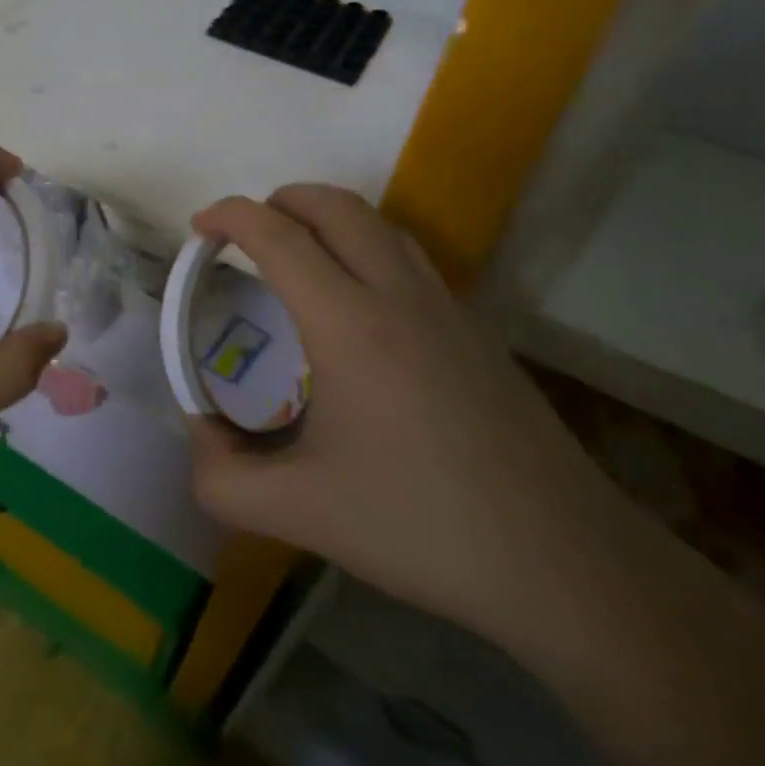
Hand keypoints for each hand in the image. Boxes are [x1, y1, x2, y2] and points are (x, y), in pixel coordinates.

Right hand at [186, 186, 631, 643]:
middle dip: (278, 201)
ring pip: (378, 224)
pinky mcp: (477, 330)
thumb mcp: (298, 513)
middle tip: (243, 235)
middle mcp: (398, 295)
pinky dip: (365, 247)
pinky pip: (409, 257)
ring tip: (295, 255)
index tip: (199, 229)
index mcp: (348, 322)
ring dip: (326, 217)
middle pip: (333, 205)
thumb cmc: (422, 526)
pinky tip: (357, 304)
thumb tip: (198, 436)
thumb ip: (221, 478)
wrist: (566, 564)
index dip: (229, 216)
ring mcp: (447, 308)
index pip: (277, 234)